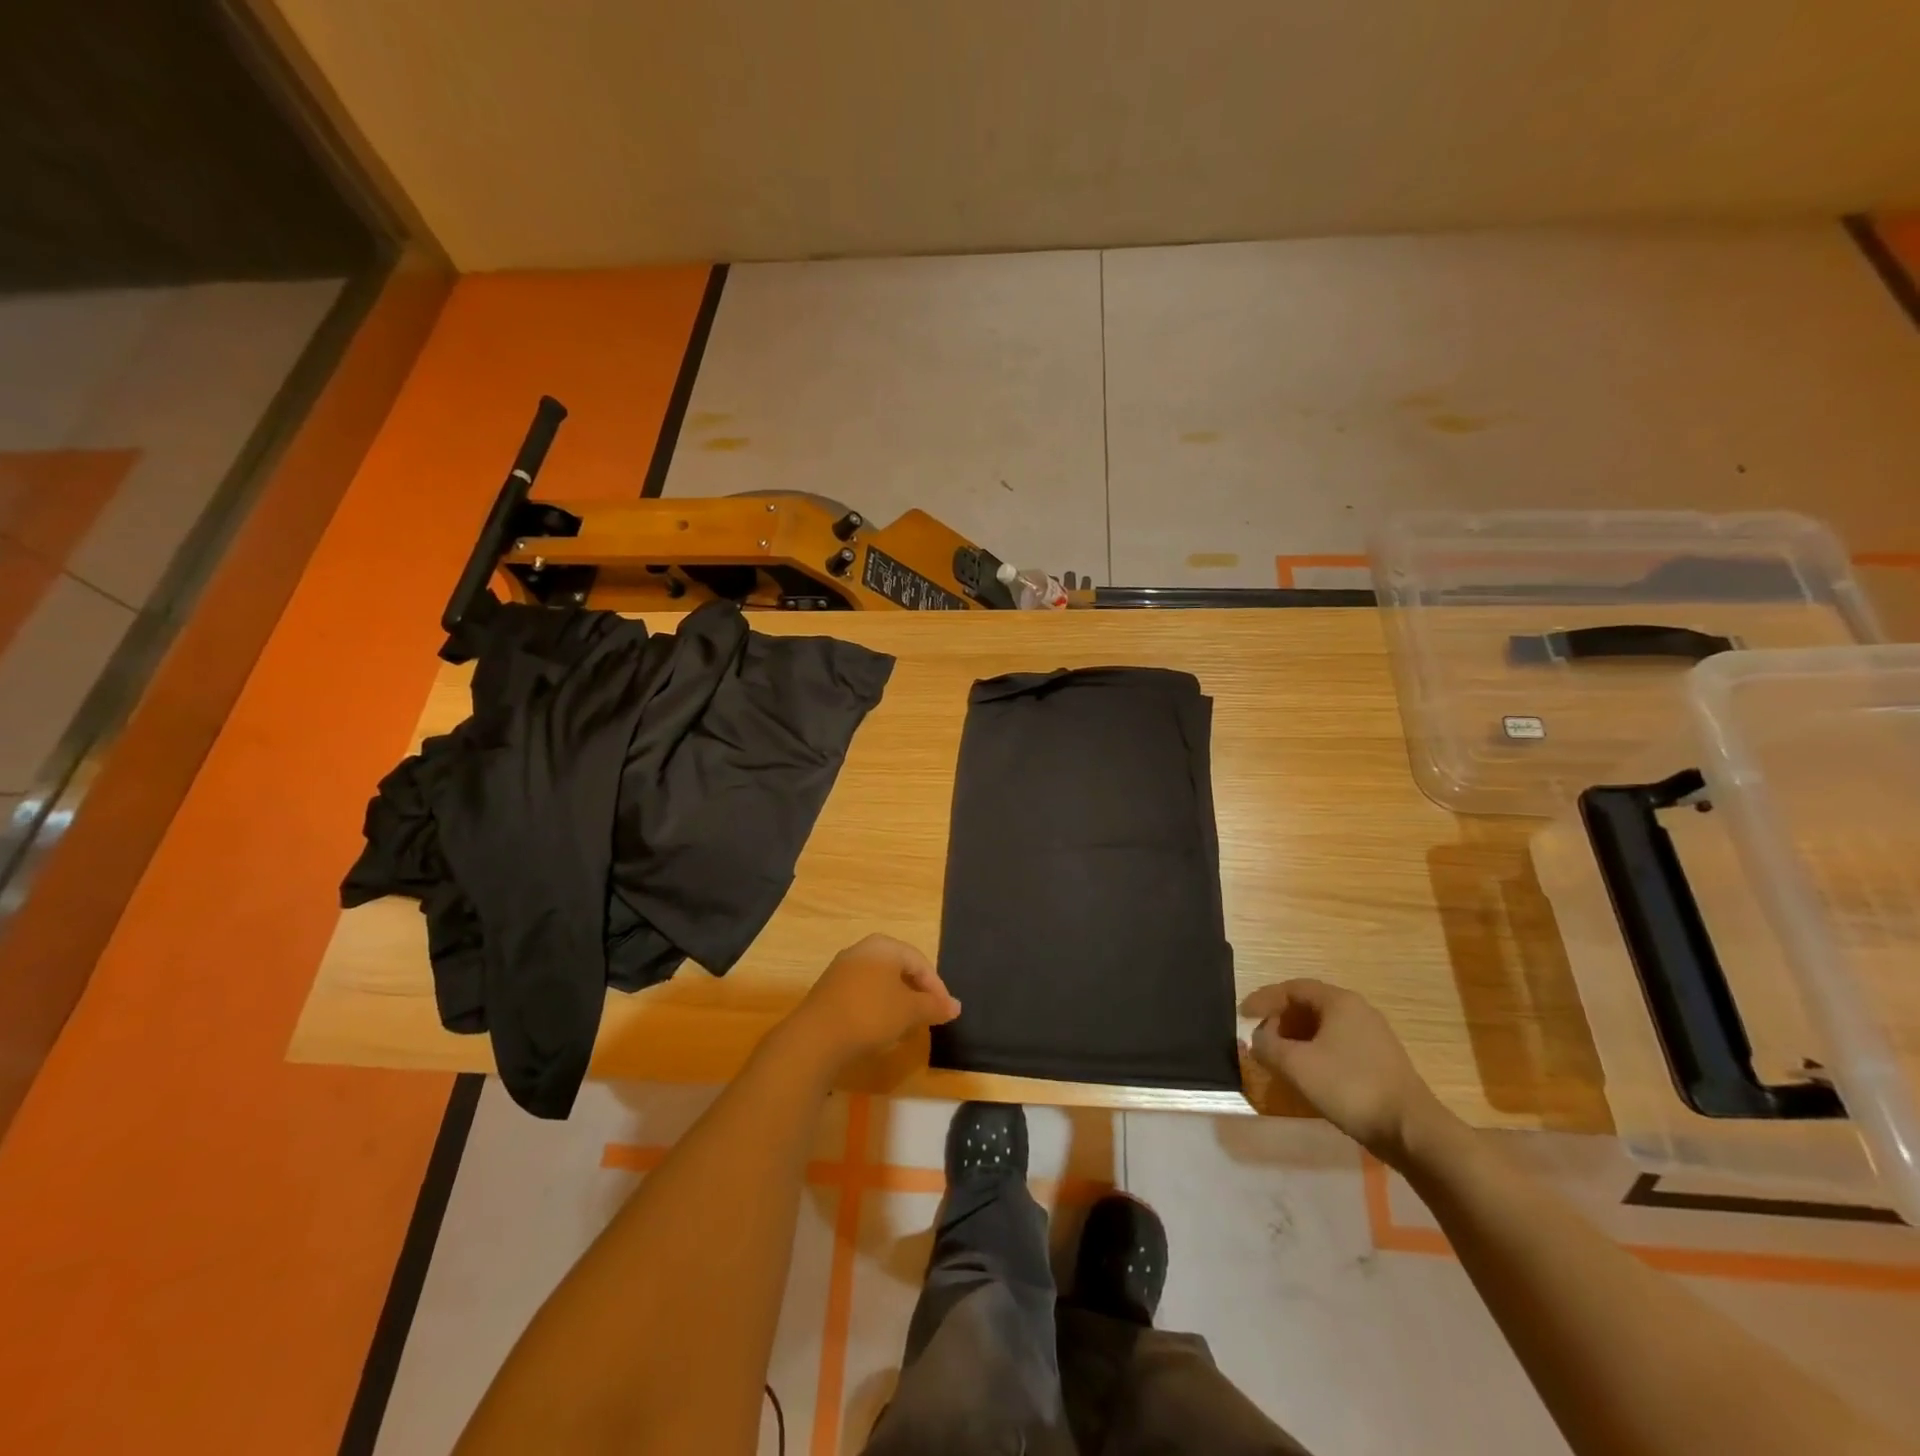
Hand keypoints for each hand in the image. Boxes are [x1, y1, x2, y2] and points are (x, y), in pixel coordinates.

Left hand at [789, 934, 960, 1066]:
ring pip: (880, 981)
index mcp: (884, 946)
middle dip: (917, 993)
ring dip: (897, 1001)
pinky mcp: (829, 989)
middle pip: (899, 969)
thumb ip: (934, 1006)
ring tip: (907, 1025)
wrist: (816, 1037)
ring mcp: (842, 969)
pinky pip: (863, 992)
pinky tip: (880, 1028)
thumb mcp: (909, 1011)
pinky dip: (877, 1006)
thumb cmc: (870, 1014)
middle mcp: (862, 950)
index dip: (937, 988)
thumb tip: (956, 1006)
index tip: (945, 1012)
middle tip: (928, 1016)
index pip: (920, 962)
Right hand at [1240, 978, 1452, 1167]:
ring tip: (1281, 1058)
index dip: (1263, 999)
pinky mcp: (1382, 1061)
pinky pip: (1339, 1044)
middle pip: (1309, 1005)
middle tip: (1261, 1038)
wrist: (1413, 1130)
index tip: (1242, 1015)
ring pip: (1325, 1027)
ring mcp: (1374, 1036)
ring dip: (1297, 1038)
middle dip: (1280, 1020)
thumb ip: (1267, 1047)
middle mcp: (1358, 1010)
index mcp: (1339, 1001)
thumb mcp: (1296, 1065)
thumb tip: (1257, 1040)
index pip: (1292, 988)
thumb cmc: (1350, 1087)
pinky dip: (1316, 1051)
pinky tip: (1309, 1074)